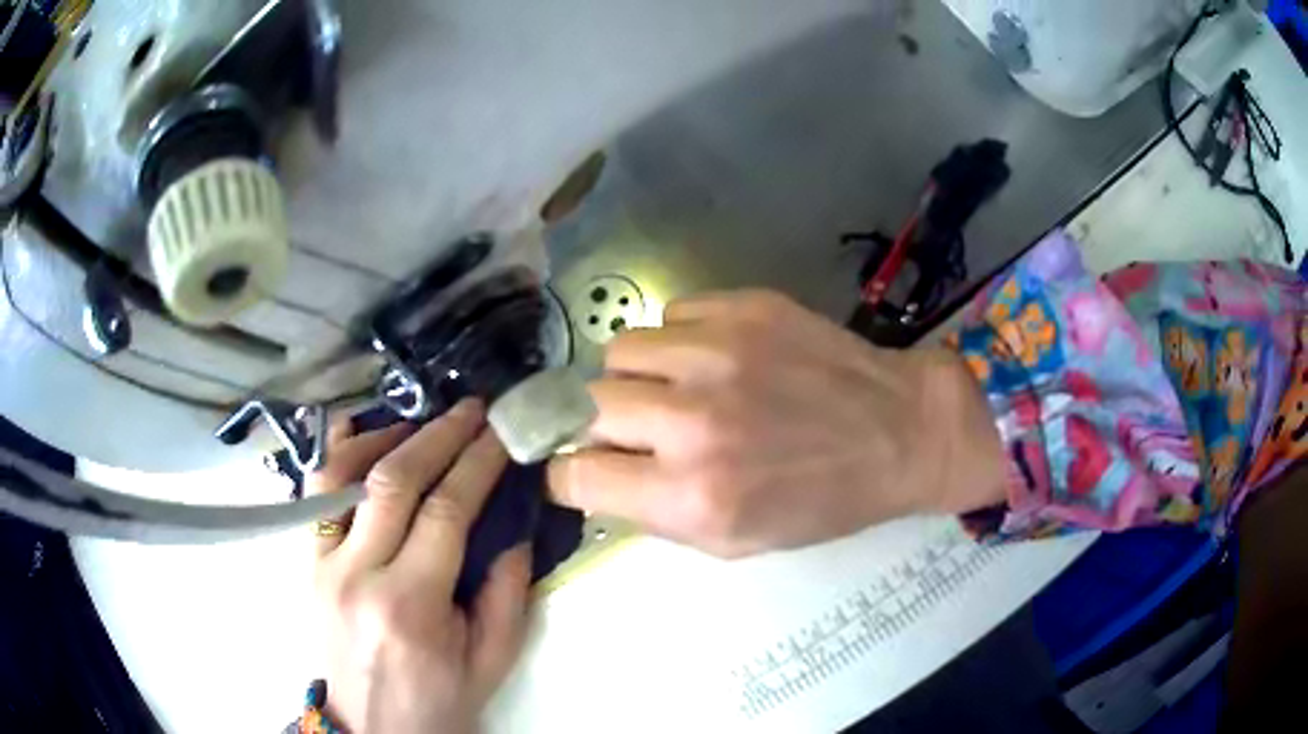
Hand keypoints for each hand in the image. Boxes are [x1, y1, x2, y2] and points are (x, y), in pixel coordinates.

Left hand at [308, 400, 531, 733]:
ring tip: (423, 420)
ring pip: (343, 474)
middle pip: (393, 482)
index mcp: (409, 606)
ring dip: (385, 436)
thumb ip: (506, 592)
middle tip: (471, 409)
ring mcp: (322, 563)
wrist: (373, 725)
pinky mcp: (308, 561)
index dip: (477, 464)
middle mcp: (356, 575)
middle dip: (438, 435)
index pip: (445, 512)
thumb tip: (511, 524)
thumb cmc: (438, 698)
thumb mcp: (491, 659)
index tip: (501, 433)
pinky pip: (318, 492)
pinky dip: (341, 454)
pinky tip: (364, 434)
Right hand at [548, 290, 1004, 557]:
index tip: (578, 470)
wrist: (900, 432)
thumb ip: (654, 513)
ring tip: (674, 388)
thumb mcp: (734, 542)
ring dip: (635, 376)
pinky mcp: (743, 306)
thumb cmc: (822, 501)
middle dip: (600, 424)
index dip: (567, 475)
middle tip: (636, 430)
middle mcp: (692, 419)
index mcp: (691, 494)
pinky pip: (669, 315)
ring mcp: (717, 351)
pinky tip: (714, 359)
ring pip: (619, 350)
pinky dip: (677, 340)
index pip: (574, 474)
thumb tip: (596, 475)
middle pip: (586, 405)